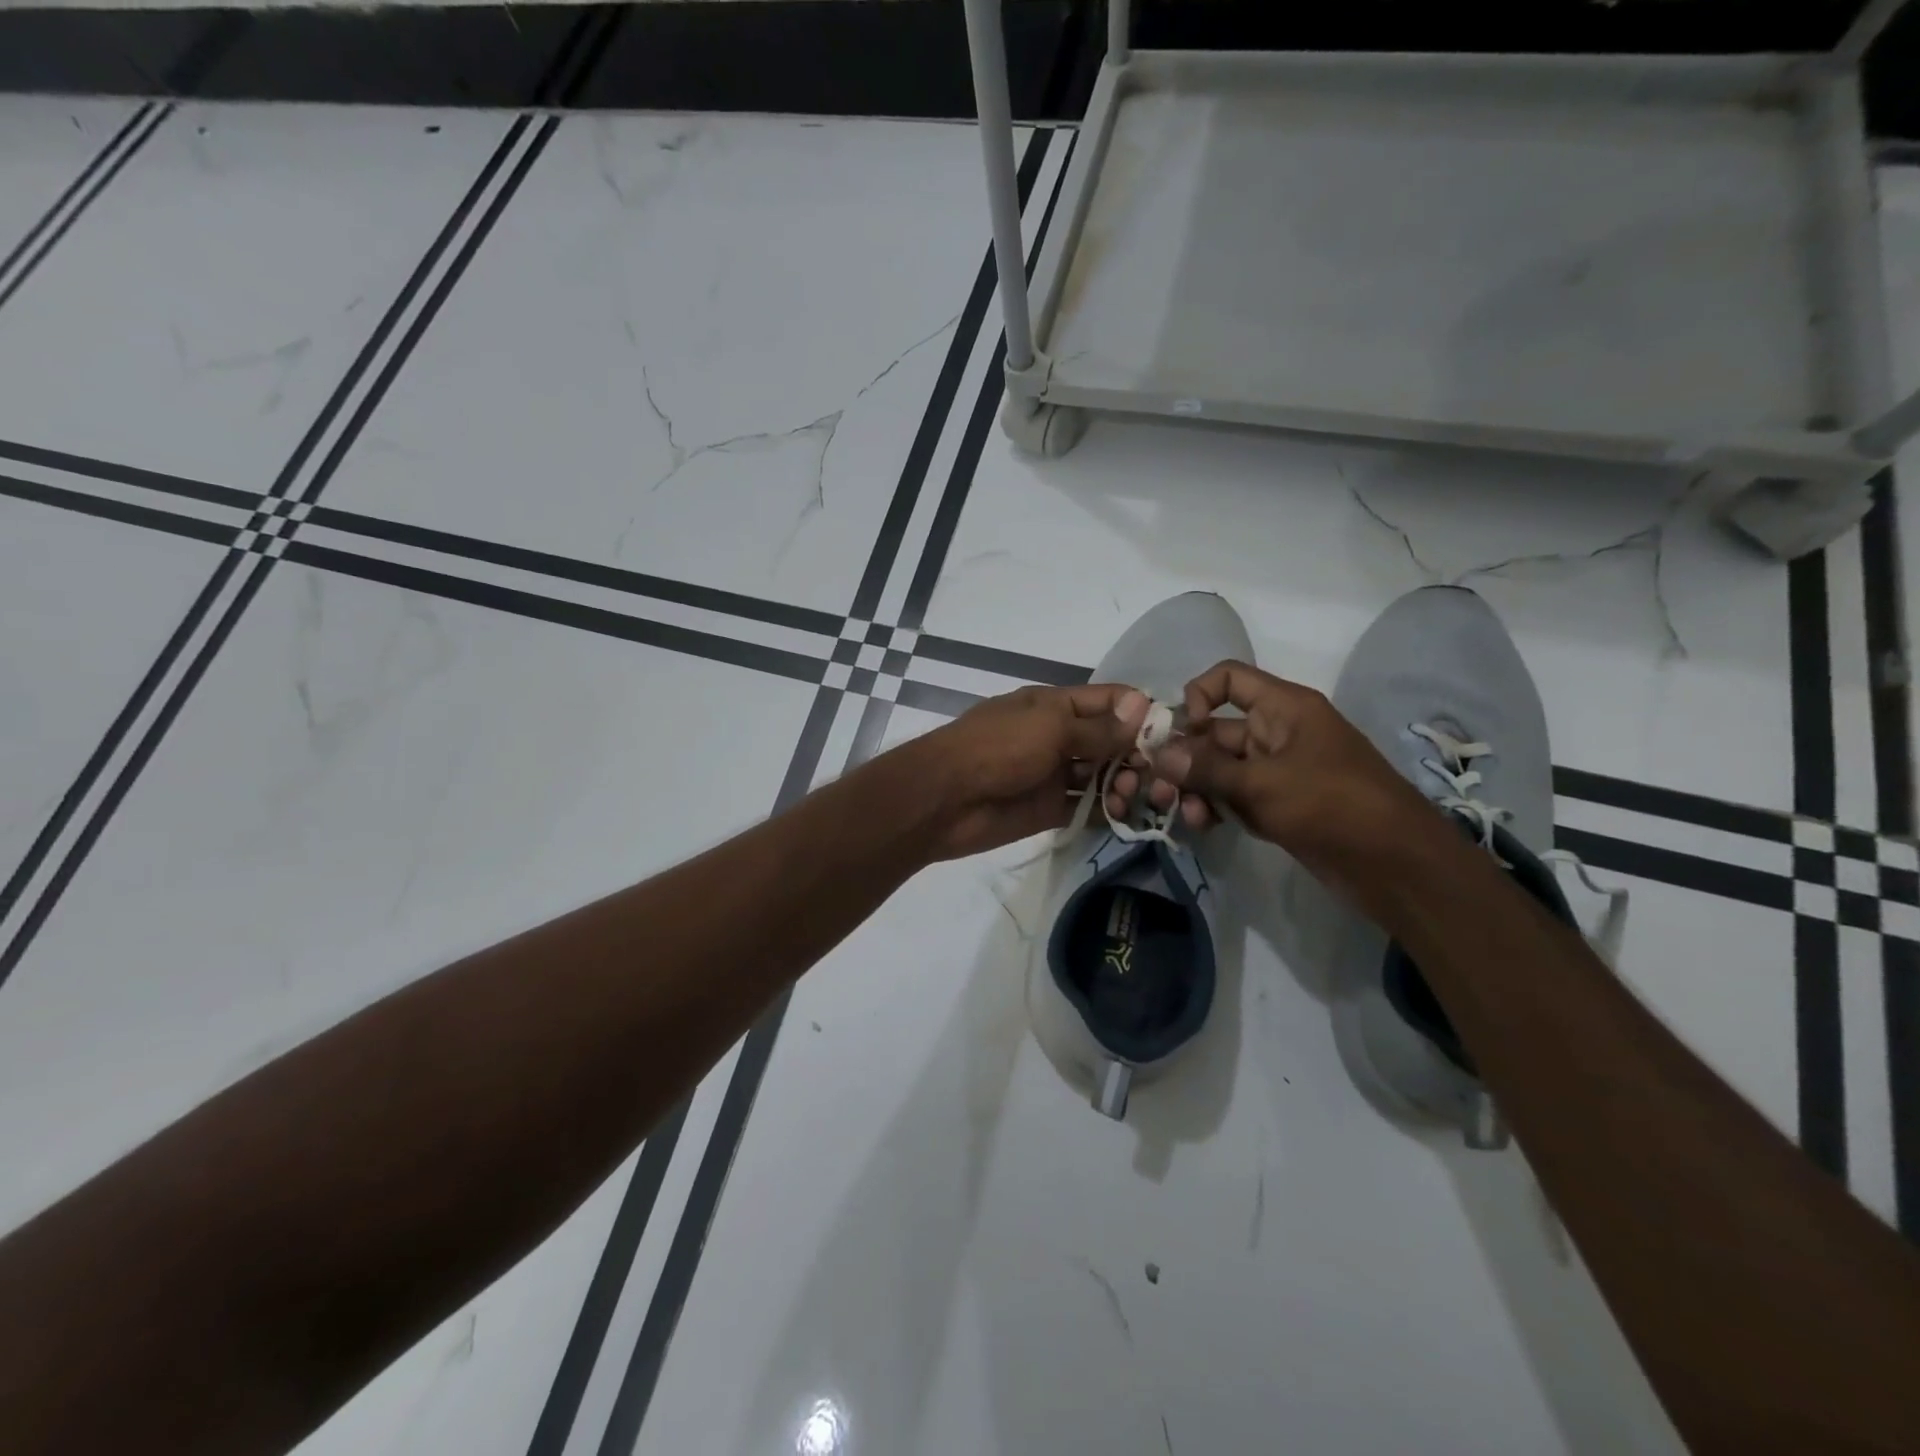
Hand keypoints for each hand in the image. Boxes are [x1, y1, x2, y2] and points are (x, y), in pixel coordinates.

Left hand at [914, 684, 1148, 859]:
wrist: (944, 799)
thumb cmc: (997, 749)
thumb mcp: (1050, 728)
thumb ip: (1097, 727)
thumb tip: (1144, 706)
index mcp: (1055, 705)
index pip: (1108, 701)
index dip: (1140, 712)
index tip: (1174, 733)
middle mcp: (1057, 736)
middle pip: (1109, 740)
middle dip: (1136, 754)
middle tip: (1158, 775)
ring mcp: (1053, 773)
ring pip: (1100, 775)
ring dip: (1123, 783)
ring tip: (1134, 796)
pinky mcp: (1048, 808)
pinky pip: (1085, 806)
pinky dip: (1106, 810)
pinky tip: (1125, 815)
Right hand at [1106, 661, 1435, 896]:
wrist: (1395, 864)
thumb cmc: (1331, 804)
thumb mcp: (1262, 784)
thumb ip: (1206, 769)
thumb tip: (1159, 755)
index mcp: (1283, 707)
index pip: (1228, 679)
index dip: (1197, 696)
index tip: (1180, 733)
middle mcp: (1278, 731)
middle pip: (1216, 730)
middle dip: (1186, 757)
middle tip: (1160, 789)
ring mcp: (1278, 770)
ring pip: (1221, 767)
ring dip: (1197, 787)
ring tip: (1187, 816)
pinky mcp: (1279, 803)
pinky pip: (1236, 795)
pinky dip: (1217, 806)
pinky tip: (1204, 826)